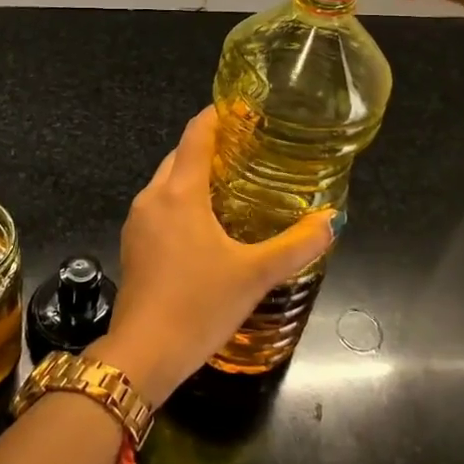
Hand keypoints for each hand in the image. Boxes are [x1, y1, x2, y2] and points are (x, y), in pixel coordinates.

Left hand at [93, 108, 334, 405]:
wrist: (143, 354)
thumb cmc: (199, 305)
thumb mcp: (255, 275)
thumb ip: (296, 246)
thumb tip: (331, 221)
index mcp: (180, 192)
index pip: (196, 134)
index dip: (217, 115)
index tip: (242, 109)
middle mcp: (152, 197)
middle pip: (180, 155)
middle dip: (208, 146)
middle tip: (247, 150)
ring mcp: (137, 221)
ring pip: (167, 182)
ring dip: (193, 174)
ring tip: (230, 183)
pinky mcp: (133, 244)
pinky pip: (159, 206)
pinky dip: (180, 200)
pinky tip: (204, 223)